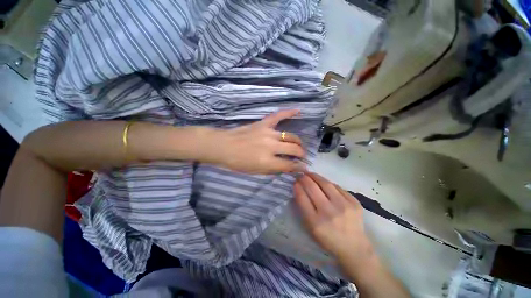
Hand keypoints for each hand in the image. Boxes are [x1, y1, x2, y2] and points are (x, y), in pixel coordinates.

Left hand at [206, 110, 306, 173]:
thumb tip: (289, 167)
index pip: (290, 165)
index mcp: (267, 160)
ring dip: (297, 142)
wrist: (223, 146)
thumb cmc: (238, 162)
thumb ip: (274, 169)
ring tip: (298, 145)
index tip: (303, 168)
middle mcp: (271, 146)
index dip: (299, 167)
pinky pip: (278, 116)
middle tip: (301, 156)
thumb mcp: (256, 172)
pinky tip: (298, 111)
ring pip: (290, 136)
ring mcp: (268, 133)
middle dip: (301, 154)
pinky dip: (289, 113)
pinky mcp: (263, 123)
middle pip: (294, 149)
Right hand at [294, 172, 374, 262]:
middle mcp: (330, 213)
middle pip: (313, 188)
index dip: (297, 187)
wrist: (354, 248)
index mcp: (316, 223)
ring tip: (310, 174)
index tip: (295, 182)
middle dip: (305, 179)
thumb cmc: (328, 239)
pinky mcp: (354, 203)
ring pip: (326, 184)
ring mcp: (344, 206)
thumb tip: (299, 188)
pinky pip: (338, 187)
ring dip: (316, 177)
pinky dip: (328, 183)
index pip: (303, 198)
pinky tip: (324, 182)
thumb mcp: (311, 228)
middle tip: (301, 175)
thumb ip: (304, 208)